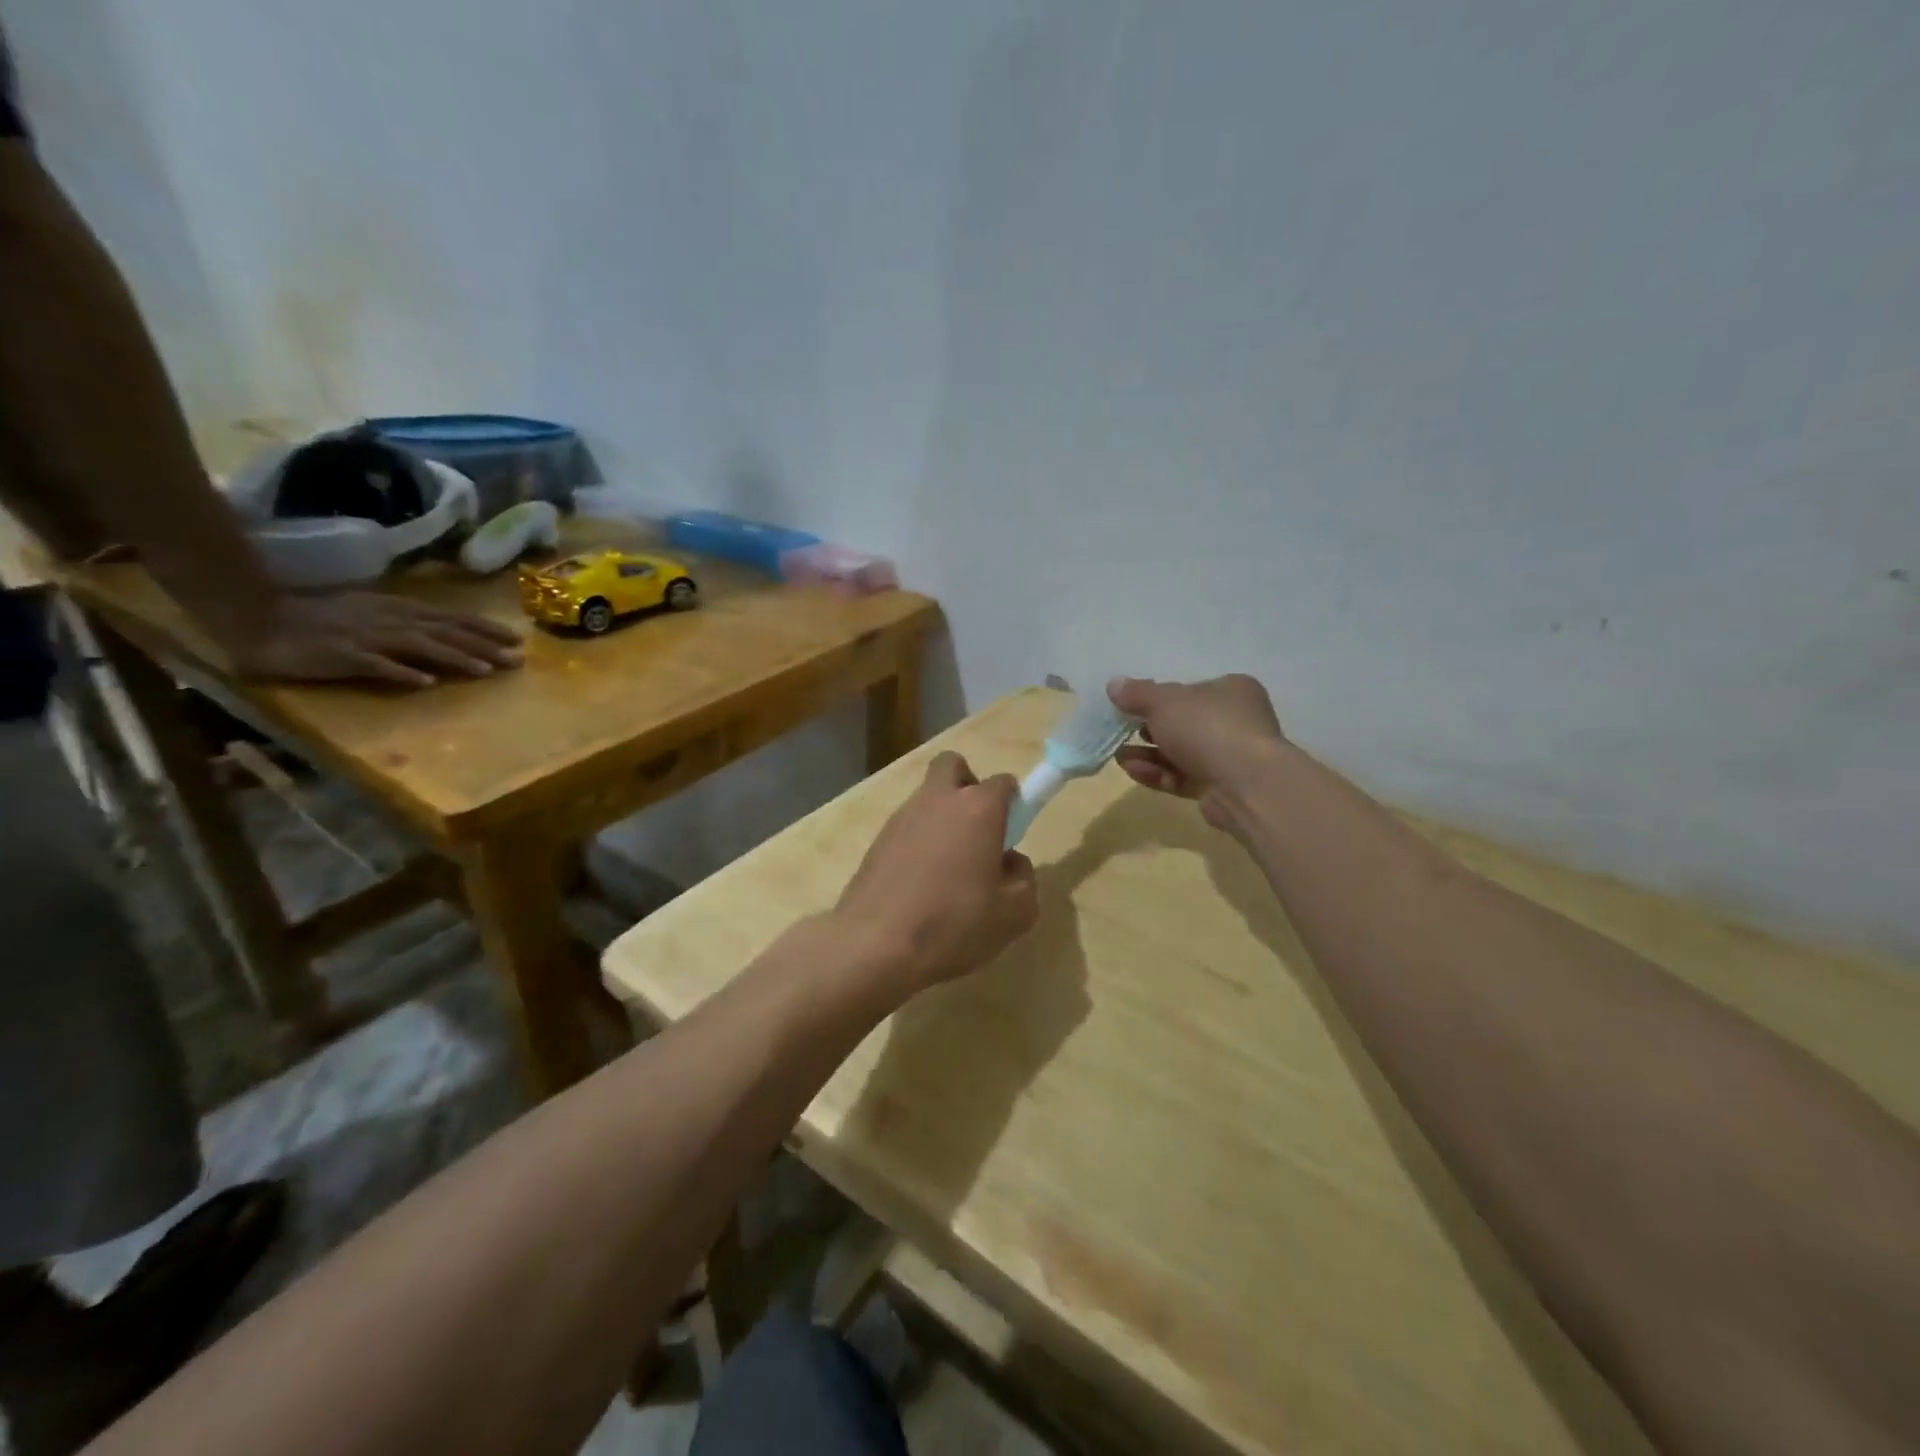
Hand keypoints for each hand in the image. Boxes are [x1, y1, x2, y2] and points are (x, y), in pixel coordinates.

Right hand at [230, 592, 523, 687]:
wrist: (260, 619)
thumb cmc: (321, 620)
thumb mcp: (374, 614)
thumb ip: (410, 624)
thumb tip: (449, 636)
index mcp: (398, 610)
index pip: (452, 618)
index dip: (485, 628)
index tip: (517, 639)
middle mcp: (389, 620)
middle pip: (446, 632)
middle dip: (484, 645)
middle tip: (517, 658)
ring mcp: (366, 636)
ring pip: (420, 645)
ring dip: (455, 657)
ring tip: (486, 670)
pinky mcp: (342, 655)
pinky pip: (375, 665)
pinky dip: (401, 672)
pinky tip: (425, 682)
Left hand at [833, 752, 1039, 995]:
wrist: (875, 944)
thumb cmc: (954, 924)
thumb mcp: (1014, 914)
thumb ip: (1024, 879)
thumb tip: (1009, 862)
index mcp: (978, 809)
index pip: (1004, 782)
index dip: (1013, 803)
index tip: (1012, 833)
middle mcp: (939, 800)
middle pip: (954, 766)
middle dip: (968, 785)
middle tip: (976, 829)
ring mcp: (902, 816)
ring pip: (927, 797)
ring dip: (941, 817)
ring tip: (947, 868)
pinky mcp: (876, 839)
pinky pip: (906, 827)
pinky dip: (917, 841)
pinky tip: (919, 883)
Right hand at [1107, 674, 1286, 829]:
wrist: (1244, 784)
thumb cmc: (1207, 727)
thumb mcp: (1164, 702)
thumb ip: (1137, 693)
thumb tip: (1114, 684)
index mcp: (1231, 691)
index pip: (1191, 690)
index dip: (1160, 697)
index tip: (1132, 704)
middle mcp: (1236, 722)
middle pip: (1184, 723)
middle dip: (1149, 729)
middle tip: (1122, 730)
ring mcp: (1230, 758)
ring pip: (1181, 753)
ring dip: (1148, 754)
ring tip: (1118, 756)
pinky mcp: (1220, 789)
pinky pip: (1183, 777)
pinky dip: (1157, 773)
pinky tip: (1132, 770)